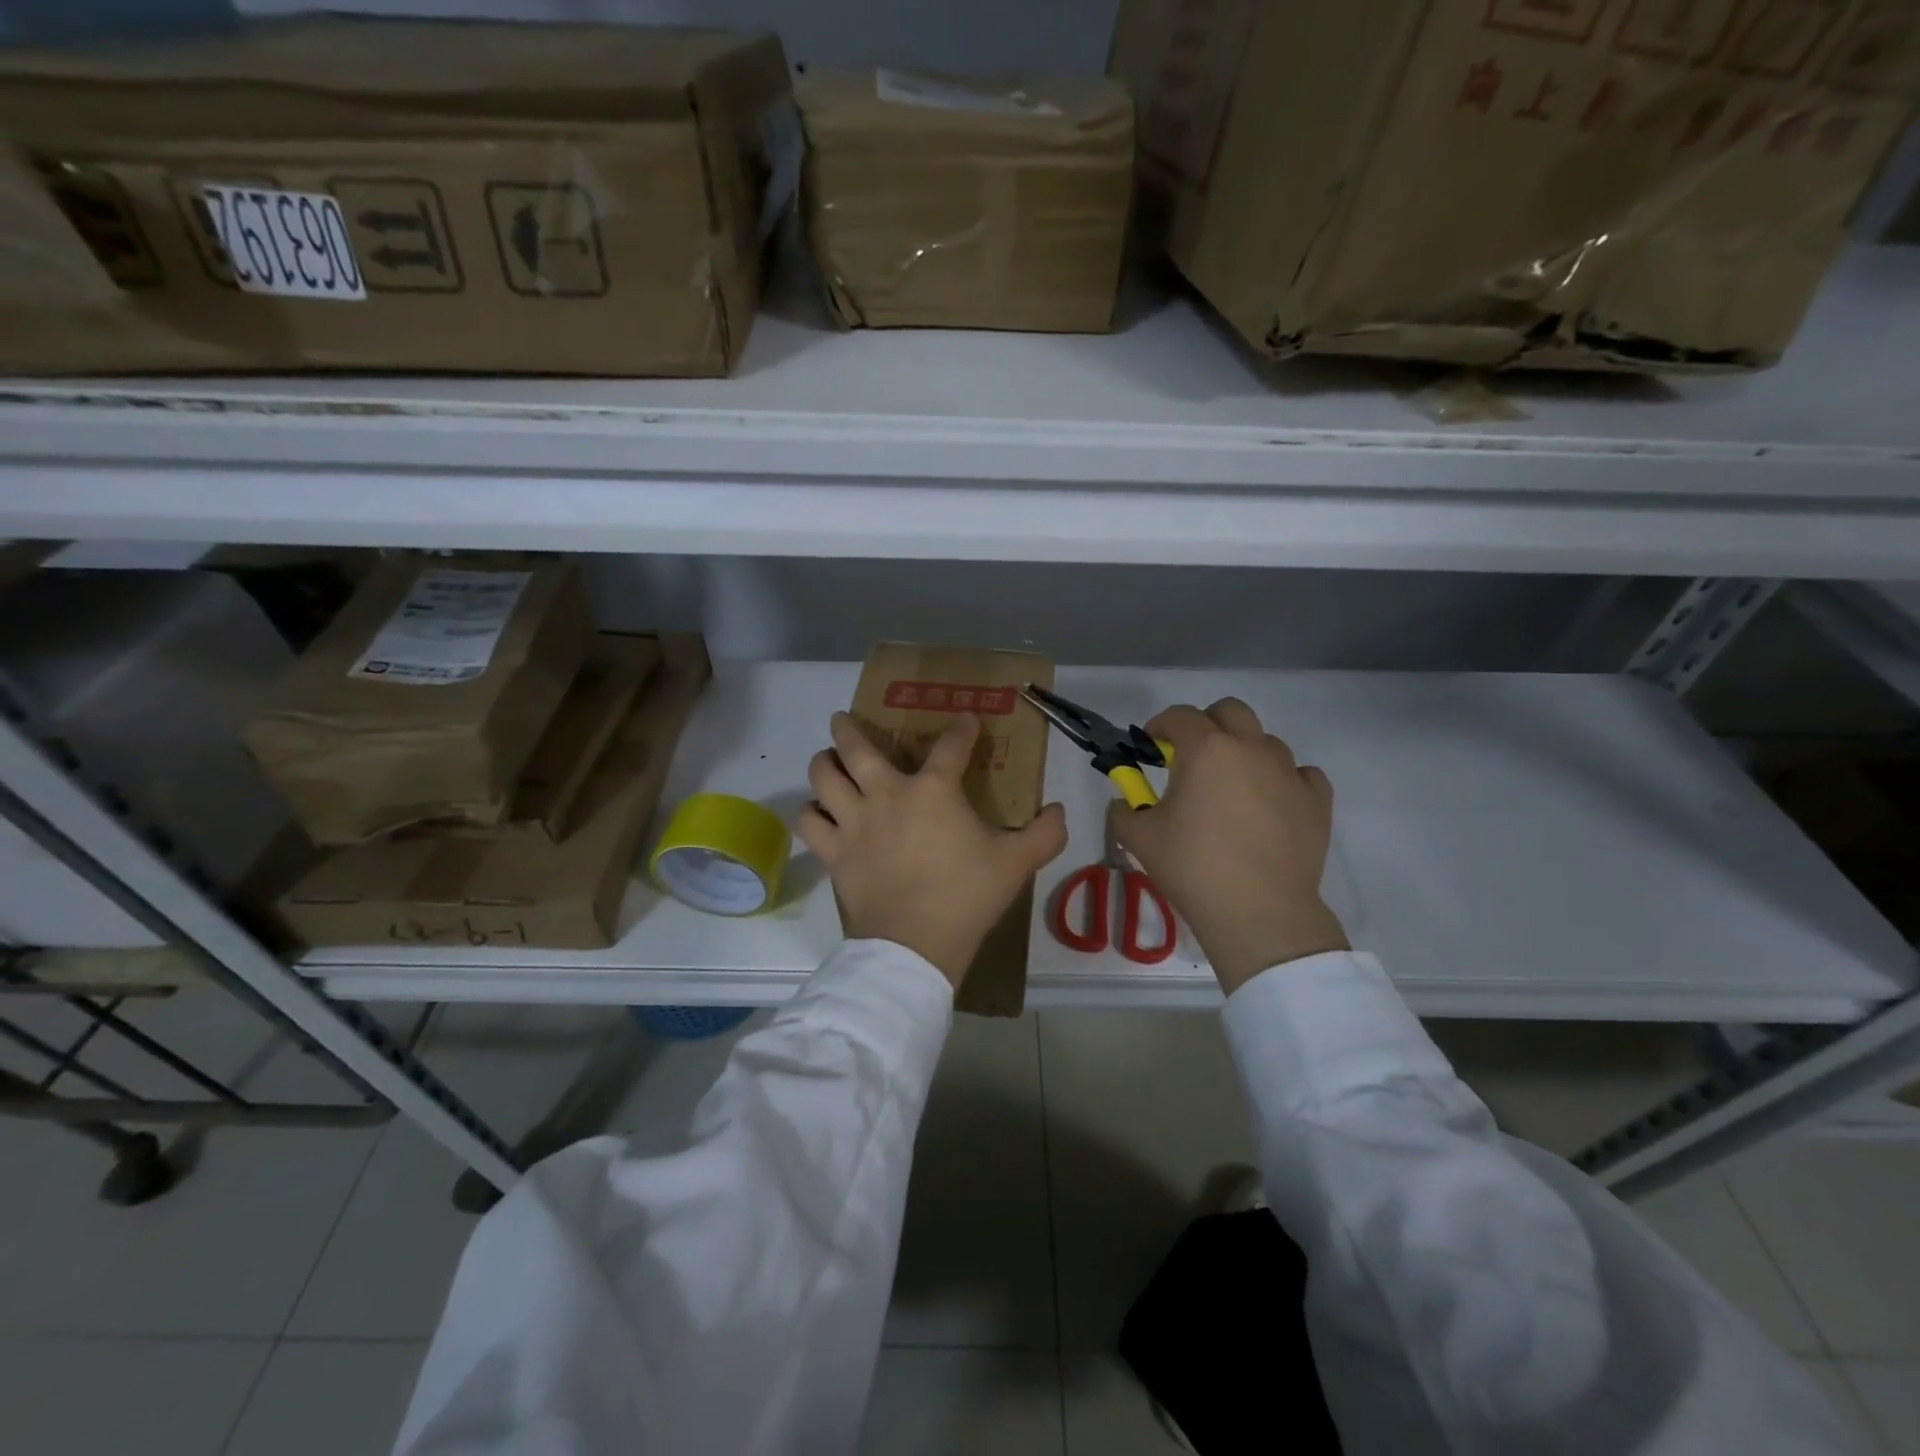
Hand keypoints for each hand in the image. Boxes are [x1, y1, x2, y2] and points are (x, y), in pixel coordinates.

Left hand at [799, 712, 1068, 987]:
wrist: (914, 944)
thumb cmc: (966, 896)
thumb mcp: (1016, 864)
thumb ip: (1044, 834)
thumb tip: (1061, 811)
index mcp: (933, 790)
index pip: (951, 745)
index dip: (961, 729)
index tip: (966, 720)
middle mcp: (886, 794)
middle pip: (857, 746)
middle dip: (849, 727)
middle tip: (843, 719)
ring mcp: (854, 822)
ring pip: (823, 776)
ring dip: (824, 762)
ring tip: (827, 760)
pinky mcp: (834, 852)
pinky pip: (809, 821)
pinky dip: (811, 812)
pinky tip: (818, 812)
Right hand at [1110, 698, 1347, 994]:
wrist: (1258, 912)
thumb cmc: (1193, 868)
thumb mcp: (1139, 838)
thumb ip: (1124, 809)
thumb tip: (1124, 801)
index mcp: (1206, 750)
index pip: (1179, 716)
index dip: (1160, 726)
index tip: (1151, 748)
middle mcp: (1251, 749)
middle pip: (1231, 711)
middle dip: (1207, 724)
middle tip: (1192, 757)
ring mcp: (1289, 772)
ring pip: (1266, 742)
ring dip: (1245, 753)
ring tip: (1232, 789)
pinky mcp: (1317, 800)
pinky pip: (1301, 774)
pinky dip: (1283, 780)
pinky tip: (1271, 804)